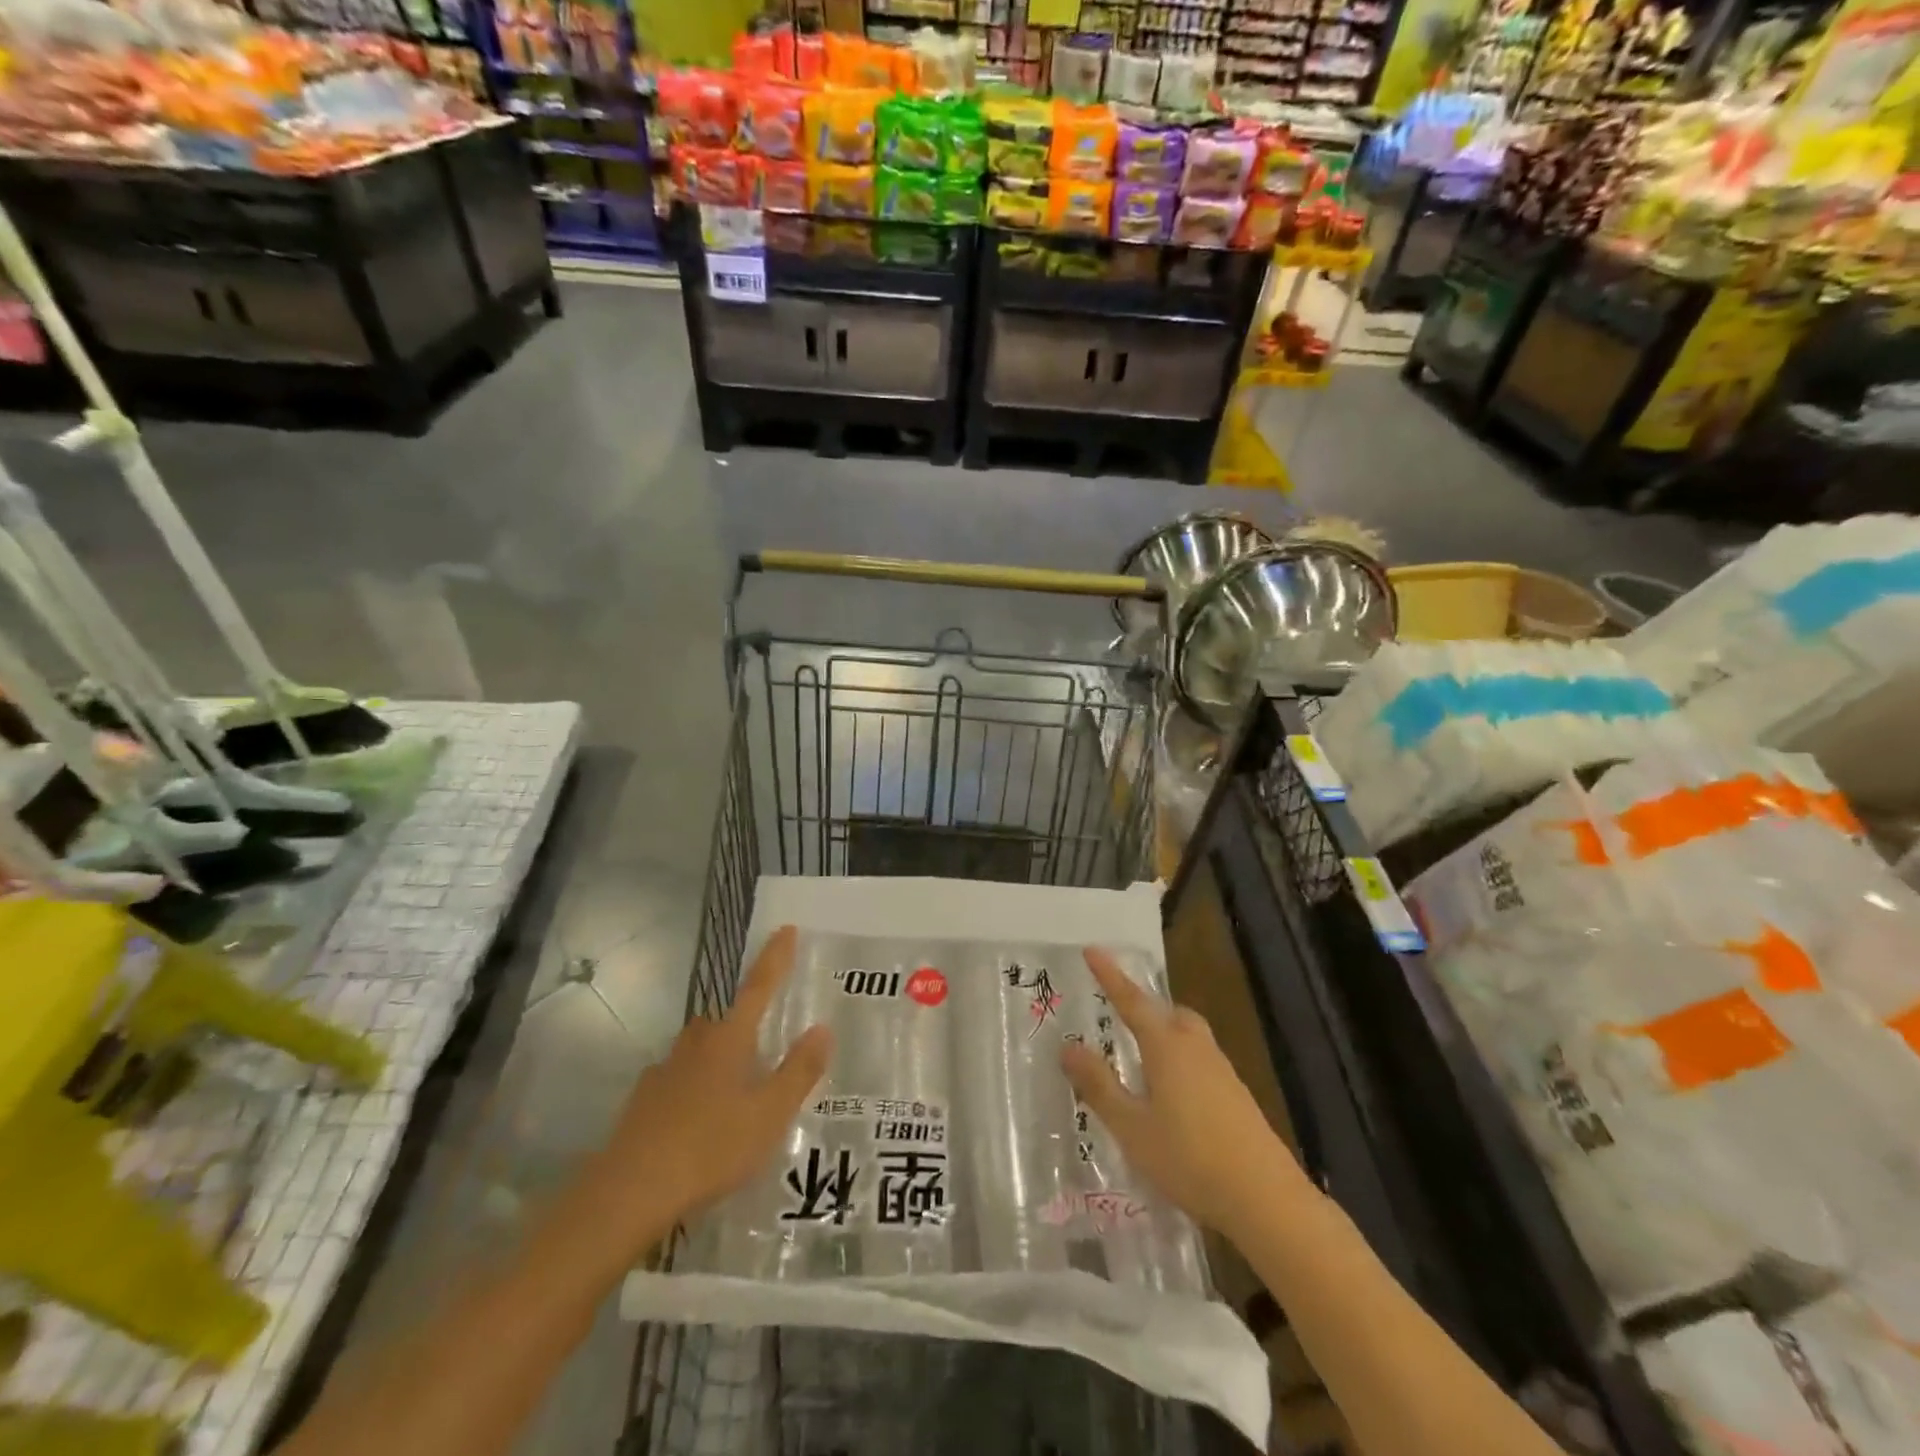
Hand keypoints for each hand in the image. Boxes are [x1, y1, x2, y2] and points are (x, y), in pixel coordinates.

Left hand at [571, 925, 831, 1261]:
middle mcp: (696, 1044)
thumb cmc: (711, 1147)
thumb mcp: (769, 1114)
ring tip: (736, 1092)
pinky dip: (694, 1089)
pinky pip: (678, 1081)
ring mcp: (665, 1071)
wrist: (629, 1191)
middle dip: (745, 1025)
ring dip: (719, 1059)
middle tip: (765, 1047)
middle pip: (726, 1020)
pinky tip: (700, 1120)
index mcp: (730, 1039)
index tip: (786, 929)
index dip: (775, 958)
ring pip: (700, 1051)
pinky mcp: (643, 1101)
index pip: (759, 987)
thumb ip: (799, 1071)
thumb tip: (822, 1028)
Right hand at [1062, 947, 1312, 1240]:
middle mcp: (1195, 1047)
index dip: (1110, 975)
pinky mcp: (1236, 1095)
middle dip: (1144, 1006)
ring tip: (1142, 1053)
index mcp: (1166, 1046)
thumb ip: (1099, 1085)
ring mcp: (1221, 1070)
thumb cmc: (1189, 1158)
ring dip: (1164, 1032)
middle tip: (1120, 1012)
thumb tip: (1068, 1047)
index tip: (1092, 950)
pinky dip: (1180, 1058)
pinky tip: (1173, 1092)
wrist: (1266, 1198)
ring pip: (1187, 1034)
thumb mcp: (1131, 1127)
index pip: (1131, 1000)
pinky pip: (1200, 1058)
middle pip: (1167, 1012)